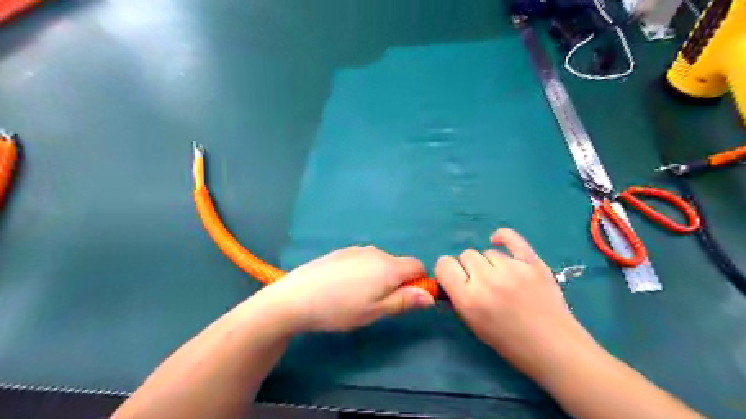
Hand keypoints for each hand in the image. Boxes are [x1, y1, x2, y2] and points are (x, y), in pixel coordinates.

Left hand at [253, 244, 435, 332]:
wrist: (297, 297)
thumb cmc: (340, 308)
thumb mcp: (375, 311)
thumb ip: (405, 301)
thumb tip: (430, 295)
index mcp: (388, 266)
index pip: (417, 265)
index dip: (419, 282)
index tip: (406, 299)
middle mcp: (376, 252)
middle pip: (398, 264)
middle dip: (396, 281)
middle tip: (377, 304)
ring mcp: (357, 250)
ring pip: (380, 262)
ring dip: (379, 277)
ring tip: (357, 297)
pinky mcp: (342, 251)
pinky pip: (363, 260)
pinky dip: (363, 271)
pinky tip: (343, 286)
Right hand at [438, 230, 598, 382]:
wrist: (554, 347)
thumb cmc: (509, 342)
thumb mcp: (473, 324)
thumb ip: (458, 297)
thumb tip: (451, 278)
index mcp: (468, 299)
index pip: (444, 265)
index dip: (447, 270)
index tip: (454, 278)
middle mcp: (487, 280)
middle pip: (466, 255)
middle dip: (469, 267)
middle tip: (482, 282)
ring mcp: (511, 268)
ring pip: (487, 251)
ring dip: (489, 263)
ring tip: (503, 279)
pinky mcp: (532, 262)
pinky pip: (510, 237)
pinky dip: (502, 238)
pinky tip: (499, 242)